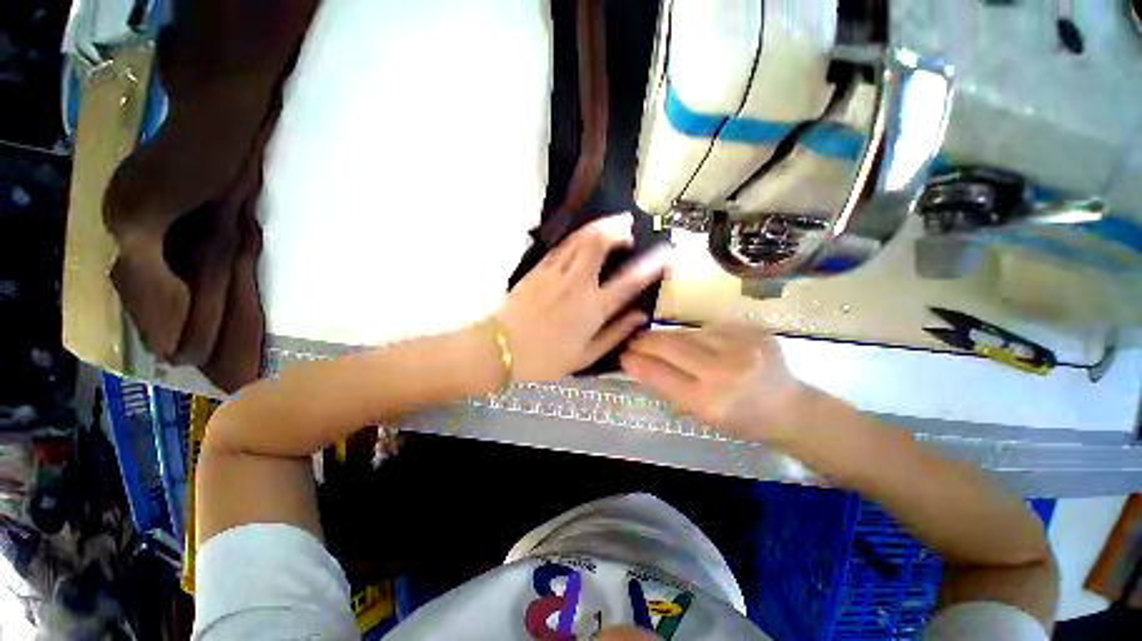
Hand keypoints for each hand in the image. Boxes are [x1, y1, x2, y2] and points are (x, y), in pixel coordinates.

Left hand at [497, 214, 669, 381]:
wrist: (500, 349)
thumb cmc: (545, 359)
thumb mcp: (586, 356)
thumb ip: (615, 334)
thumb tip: (639, 316)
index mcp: (592, 309)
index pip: (629, 281)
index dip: (650, 265)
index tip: (665, 253)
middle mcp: (576, 285)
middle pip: (599, 244)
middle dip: (617, 229)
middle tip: (629, 227)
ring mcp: (554, 273)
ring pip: (579, 239)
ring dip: (599, 226)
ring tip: (613, 222)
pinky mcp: (538, 269)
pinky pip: (561, 246)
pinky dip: (578, 236)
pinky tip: (585, 235)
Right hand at [620, 325, 817, 440]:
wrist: (790, 407)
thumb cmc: (741, 419)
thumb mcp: (702, 415)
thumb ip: (669, 387)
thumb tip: (639, 364)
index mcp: (711, 402)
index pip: (662, 375)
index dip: (638, 363)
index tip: (622, 355)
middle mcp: (726, 371)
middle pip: (672, 346)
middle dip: (646, 341)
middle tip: (632, 340)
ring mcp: (741, 346)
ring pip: (687, 333)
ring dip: (666, 336)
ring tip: (654, 339)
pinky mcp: (752, 330)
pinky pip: (708, 328)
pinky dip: (693, 334)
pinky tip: (690, 341)